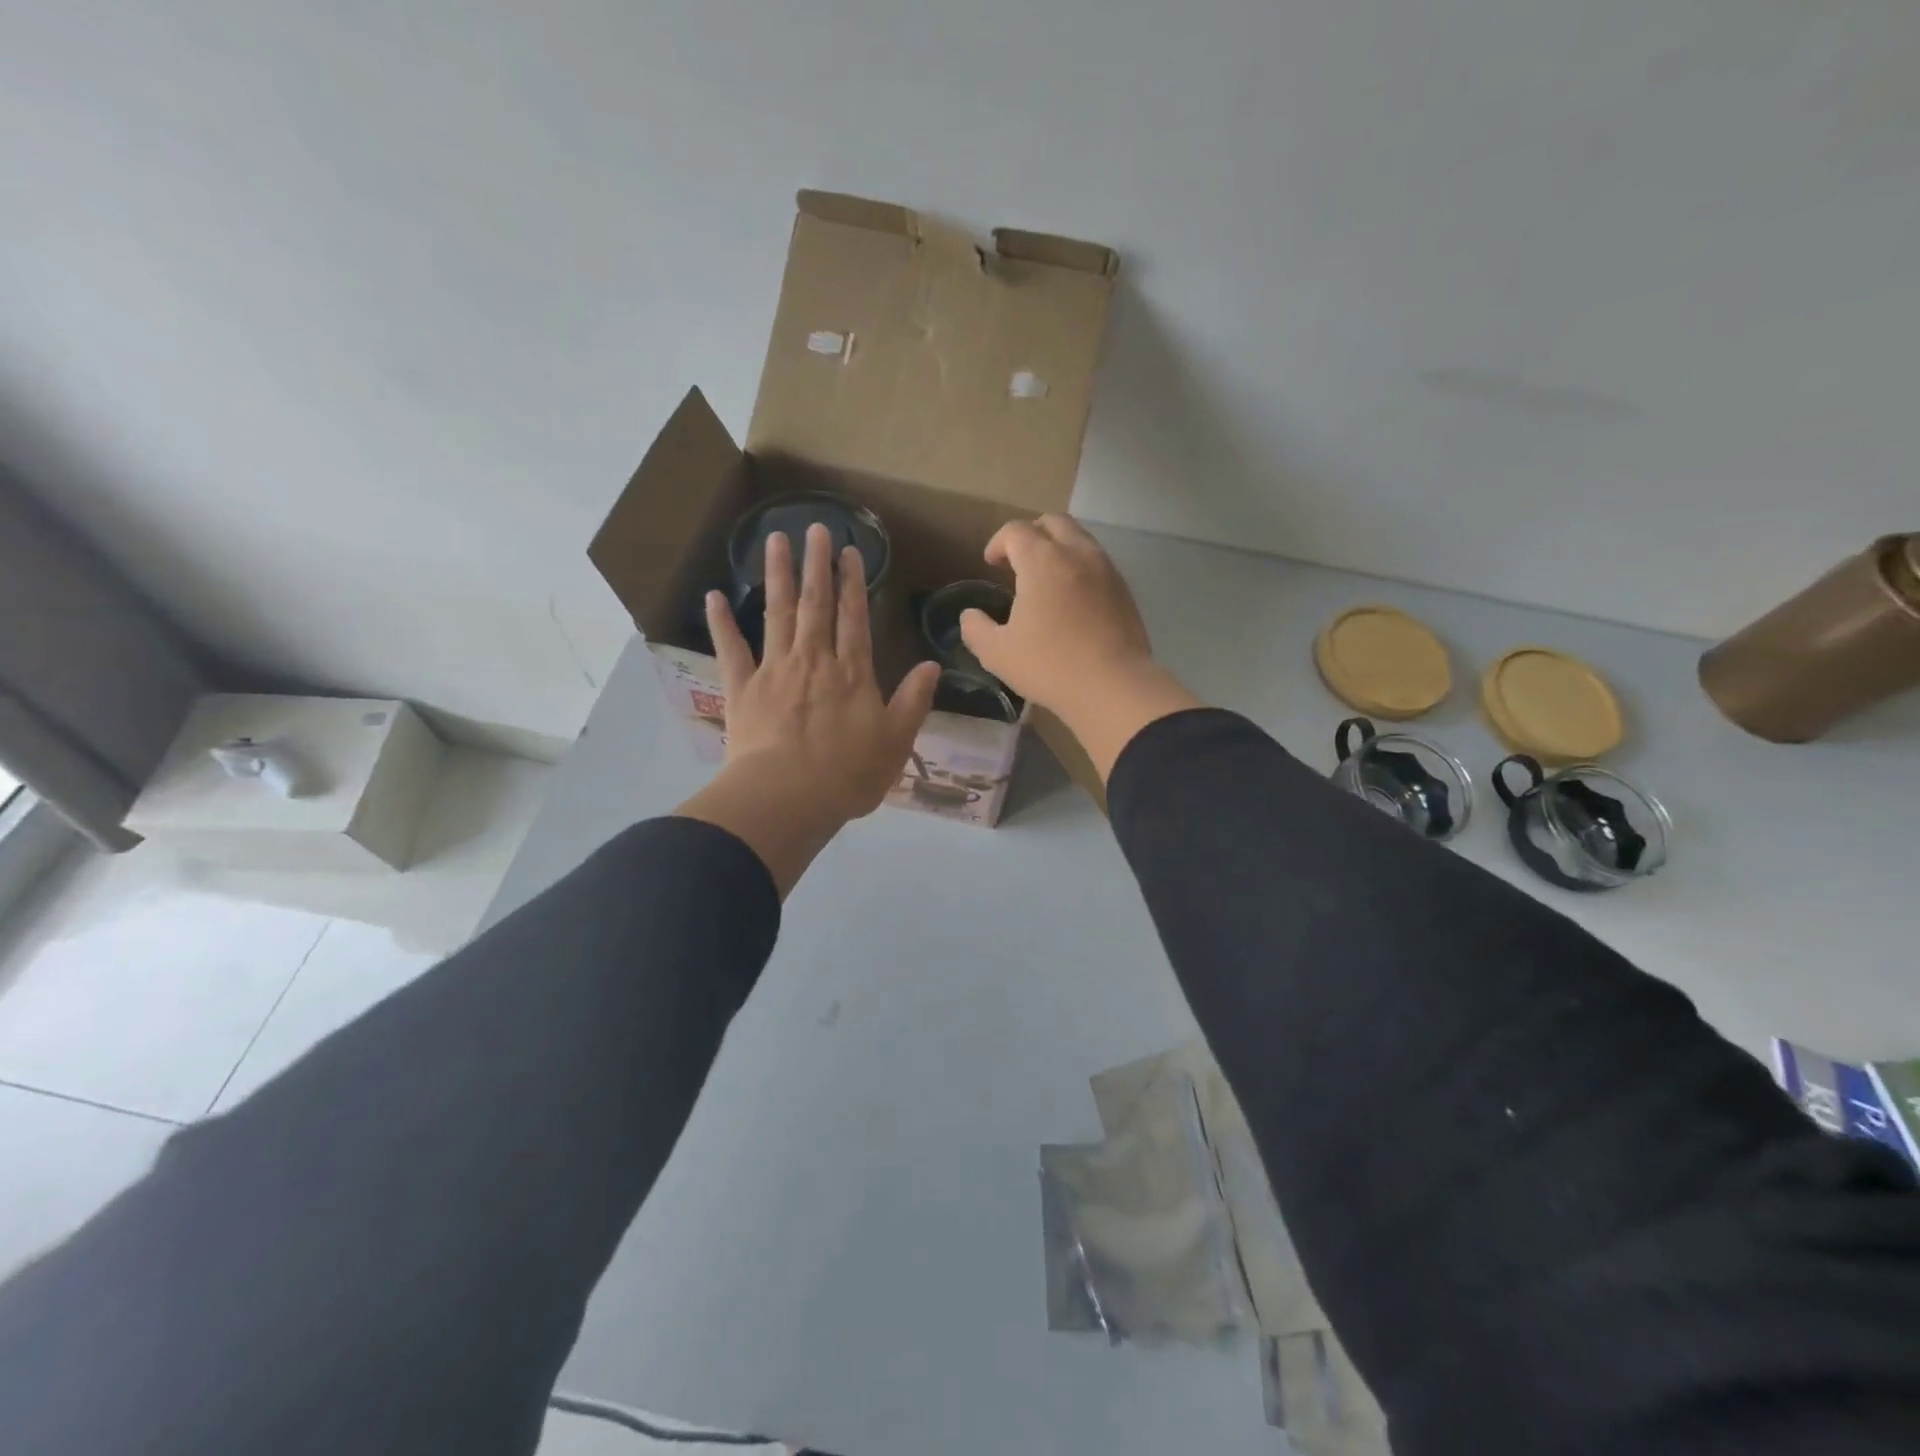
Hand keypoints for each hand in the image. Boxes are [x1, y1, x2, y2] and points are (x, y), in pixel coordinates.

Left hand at [675, 524, 940, 894]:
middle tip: (815, 528)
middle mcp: (814, 661)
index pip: (854, 618)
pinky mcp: (742, 688)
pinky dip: (721, 622)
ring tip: (776, 540)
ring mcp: (774, 670)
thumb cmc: (848, 775)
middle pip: (816, 605)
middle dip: (818, 565)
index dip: (853, 583)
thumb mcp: (896, 742)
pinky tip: (714, 595)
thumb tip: (931, 666)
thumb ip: (913, 701)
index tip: (850, 552)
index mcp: (852, 673)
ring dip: (778, 576)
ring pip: (778, 614)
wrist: (788, 797)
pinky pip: (730, 649)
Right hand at [959, 514, 1199, 782]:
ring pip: (1079, 538)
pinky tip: (1072, 598)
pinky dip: (1079, 567)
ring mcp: (1106, 569)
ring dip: (1058, 548)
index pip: (1015, 531)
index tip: (990, 564)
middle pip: (1052, 522)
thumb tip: (970, 616)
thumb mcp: (997, 653)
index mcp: (1042, 560)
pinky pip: (1097, 562)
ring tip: (1045, 580)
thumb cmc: (1050, 666)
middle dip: (1030, 535)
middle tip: (1017, 563)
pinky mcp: (1124, 589)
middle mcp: (1077, 553)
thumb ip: (976, 629)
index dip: (998, 543)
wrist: (1114, 686)